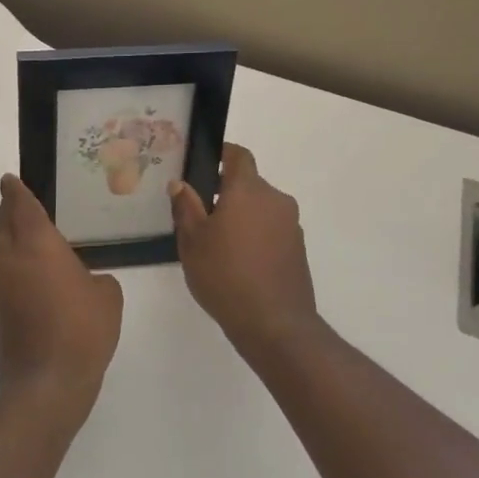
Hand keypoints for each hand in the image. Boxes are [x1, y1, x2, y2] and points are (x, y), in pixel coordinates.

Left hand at [0, 174, 122, 419]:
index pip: (23, 207)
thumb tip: (83, 282)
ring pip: (1, 250)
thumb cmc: (83, 329)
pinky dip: (14, 265)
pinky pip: (5, 274)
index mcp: (37, 244)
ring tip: (27, 234)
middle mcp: (11, 258)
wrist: (47, 382)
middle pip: (5, 224)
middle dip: (10, 209)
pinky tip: (32, 274)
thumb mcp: (107, 296)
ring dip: (10, 238)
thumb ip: (96, 278)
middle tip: (15, 198)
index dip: (16, 191)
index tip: (9, 179)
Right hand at [170, 144, 320, 360]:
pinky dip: (256, 234)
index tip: (204, 164)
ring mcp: (291, 224)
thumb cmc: (225, 275)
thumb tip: (180, 184)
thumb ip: (186, 207)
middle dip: (226, 193)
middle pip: (249, 184)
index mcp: (248, 190)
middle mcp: (275, 199)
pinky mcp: (298, 248)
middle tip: (201, 214)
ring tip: (218, 242)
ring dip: (242, 215)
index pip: (238, 155)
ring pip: (260, 208)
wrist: (274, 323)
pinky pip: (272, 229)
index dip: (222, 154)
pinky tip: (239, 261)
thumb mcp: (192, 241)